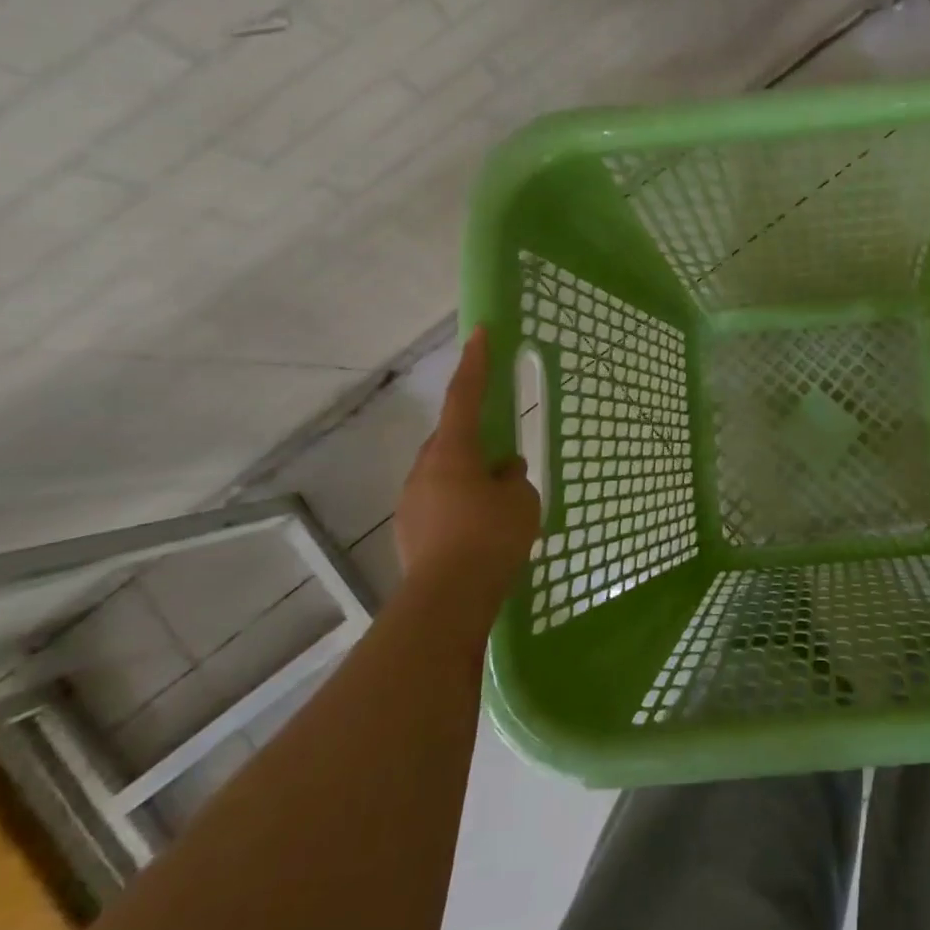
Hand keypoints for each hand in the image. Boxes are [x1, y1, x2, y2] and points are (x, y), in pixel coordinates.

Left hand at [395, 327, 540, 590]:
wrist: (448, 597)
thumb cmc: (491, 536)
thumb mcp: (520, 501)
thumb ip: (513, 478)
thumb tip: (503, 472)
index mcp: (453, 451)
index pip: (465, 396)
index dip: (475, 363)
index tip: (480, 332)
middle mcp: (424, 469)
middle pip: (451, 440)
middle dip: (475, 441)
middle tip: (503, 458)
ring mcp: (411, 500)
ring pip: (444, 474)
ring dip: (467, 478)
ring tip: (496, 504)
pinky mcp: (409, 529)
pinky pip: (438, 503)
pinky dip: (458, 505)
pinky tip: (478, 530)